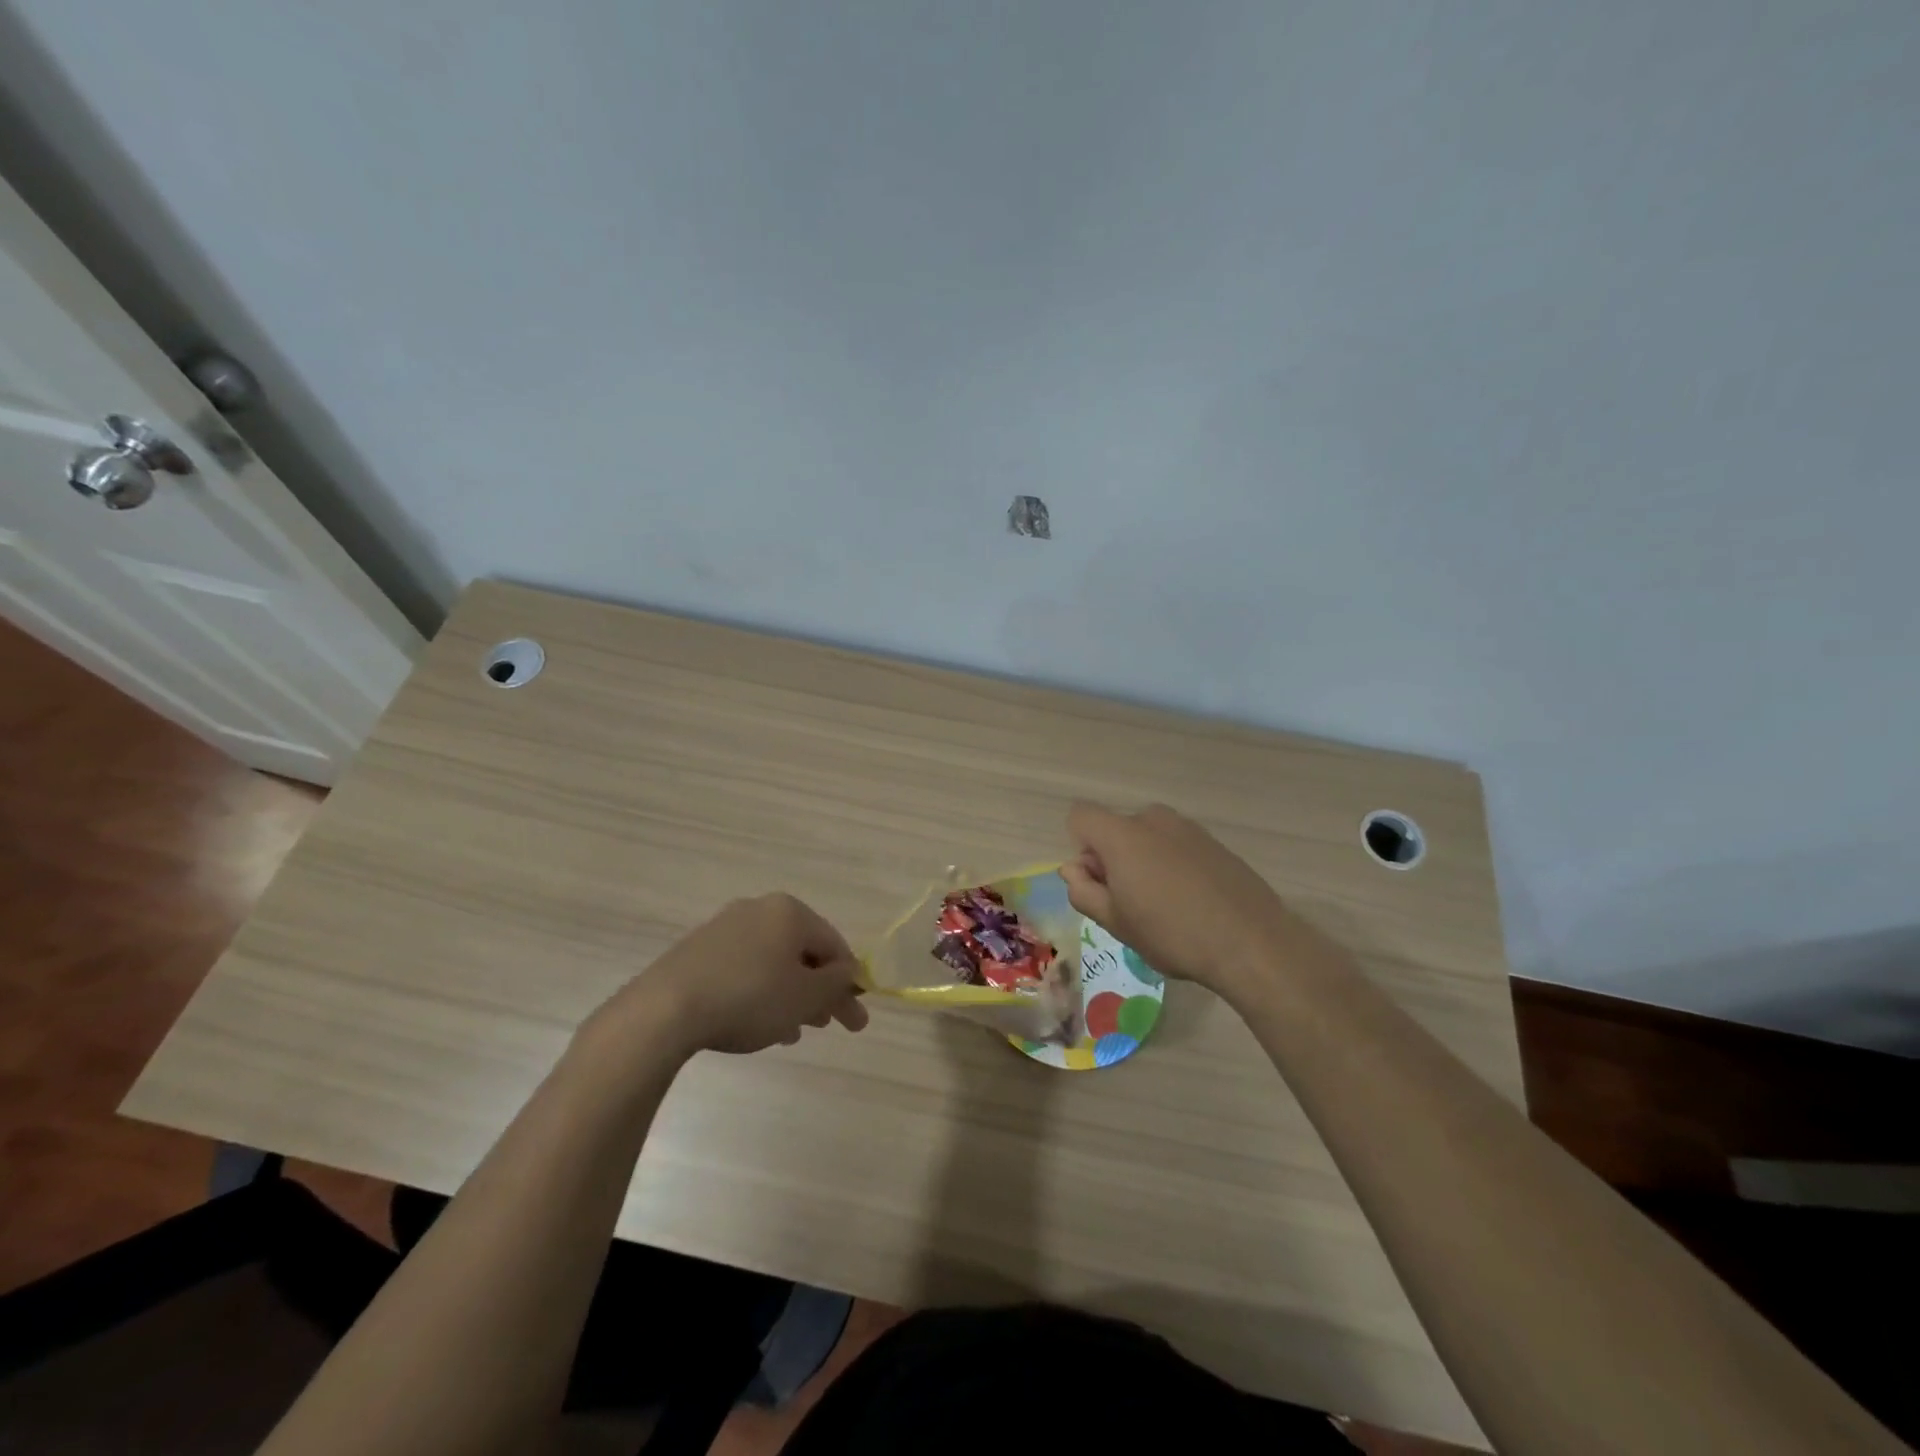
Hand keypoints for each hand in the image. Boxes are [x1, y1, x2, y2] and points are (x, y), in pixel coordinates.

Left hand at [604, 894, 869, 1056]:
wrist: (665, 1010)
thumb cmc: (749, 997)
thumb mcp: (806, 996)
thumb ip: (836, 983)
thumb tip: (848, 971)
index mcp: (790, 912)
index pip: (834, 944)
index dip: (849, 982)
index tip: (854, 1018)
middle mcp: (759, 910)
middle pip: (802, 952)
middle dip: (819, 990)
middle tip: (828, 1025)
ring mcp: (724, 928)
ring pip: (772, 962)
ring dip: (790, 995)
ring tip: (792, 1032)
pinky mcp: (698, 950)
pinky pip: (743, 969)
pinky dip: (759, 993)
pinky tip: (757, 1024)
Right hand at [1060, 802, 1292, 998]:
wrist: (1253, 942)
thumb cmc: (1172, 934)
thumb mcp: (1116, 922)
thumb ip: (1084, 891)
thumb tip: (1073, 869)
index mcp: (1122, 834)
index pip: (1080, 816)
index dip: (1080, 849)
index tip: (1099, 883)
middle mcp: (1153, 819)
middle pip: (1116, 828)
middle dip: (1112, 858)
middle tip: (1129, 904)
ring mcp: (1188, 828)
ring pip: (1147, 838)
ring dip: (1143, 862)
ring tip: (1164, 907)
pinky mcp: (1215, 842)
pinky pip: (1176, 846)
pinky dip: (1172, 866)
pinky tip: (1192, 903)